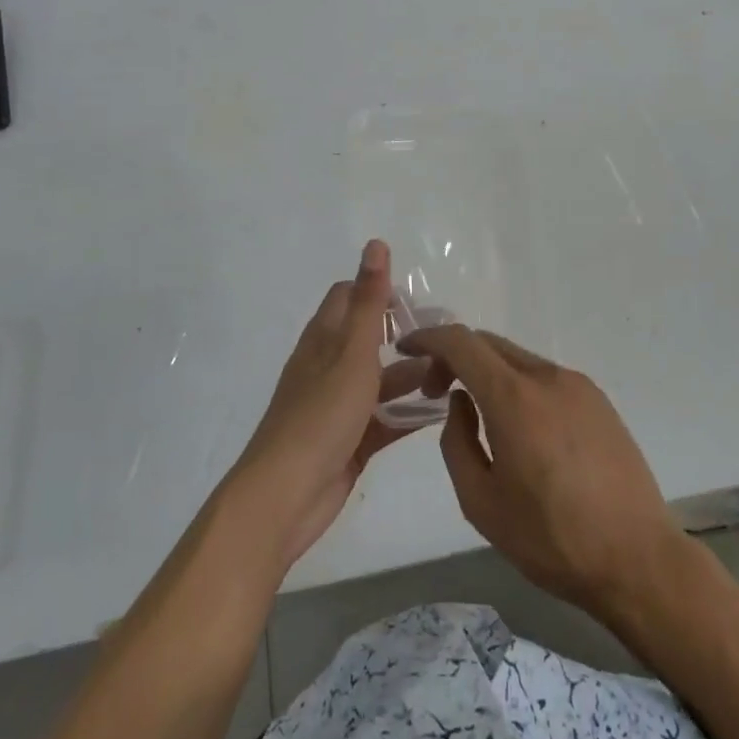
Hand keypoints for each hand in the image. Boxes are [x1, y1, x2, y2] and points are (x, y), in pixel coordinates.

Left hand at [224, 239, 428, 572]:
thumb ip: (369, 300)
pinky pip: (384, 419)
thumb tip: (376, 243)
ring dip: (411, 376)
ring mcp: (338, 406)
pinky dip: (407, 413)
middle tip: (447, 340)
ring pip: (380, 381)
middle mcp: (328, 366)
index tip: (417, 302)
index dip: (379, 291)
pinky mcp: (349, 441)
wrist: (286, 495)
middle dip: (404, 336)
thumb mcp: (352, 352)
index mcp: (324, 339)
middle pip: (368, 339)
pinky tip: (440, 412)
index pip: (349, 297)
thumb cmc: (321, 414)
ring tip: (452, 375)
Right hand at [401, 326, 685, 619]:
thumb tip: (461, 401)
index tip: (406, 348)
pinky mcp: (599, 400)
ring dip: (488, 371)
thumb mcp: (481, 502)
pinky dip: (519, 384)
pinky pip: (545, 377)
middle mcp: (547, 376)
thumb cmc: (551, 539)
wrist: (638, 559)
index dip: (428, 337)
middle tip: (435, 390)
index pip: (461, 342)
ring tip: (478, 413)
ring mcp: (578, 385)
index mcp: (514, 397)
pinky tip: (520, 426)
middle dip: (455, 356)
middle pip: (489, 343)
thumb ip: (457, 442)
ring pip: (518, 359)